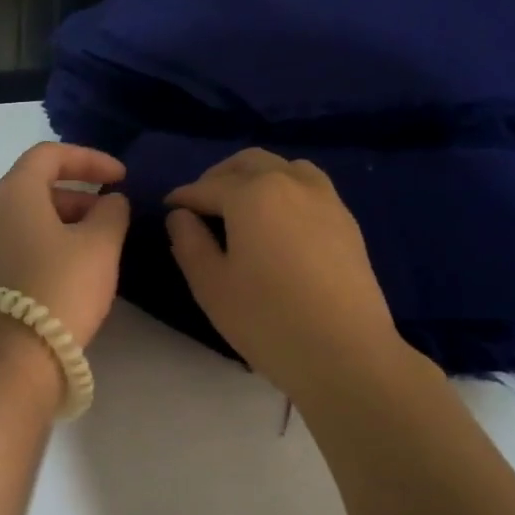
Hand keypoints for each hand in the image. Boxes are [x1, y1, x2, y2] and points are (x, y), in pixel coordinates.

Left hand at [0, 143, 130, 348]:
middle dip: (79, 192)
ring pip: (28, 216)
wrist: (19, 352)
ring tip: (98, 242)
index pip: (49, 155)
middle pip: (36, 185)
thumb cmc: (62, 287)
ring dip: (65, 219)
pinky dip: (48, 241)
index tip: (120, 177)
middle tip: (111, 214)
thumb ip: (112, 211)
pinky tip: (73, 266)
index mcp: (14, 193)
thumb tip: (111, 202)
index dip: (89, 159)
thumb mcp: (101, 244)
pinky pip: (20, 241)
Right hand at [165, 148, 417, 398]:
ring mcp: (325, 199)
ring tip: (239, 208)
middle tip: (200, 205)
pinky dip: (284, 190)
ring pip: (284, 167)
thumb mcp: (211, 285)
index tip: (167, 210)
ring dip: (255, 177)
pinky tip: (276, 222)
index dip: (182, 198)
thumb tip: (180, 217)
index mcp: (252, 195)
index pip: (206, 187)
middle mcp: (290, 183)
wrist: (343, 351)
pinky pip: (309, 187)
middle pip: (248, 163)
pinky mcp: (346, 221)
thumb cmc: (265, 319)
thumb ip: (189, 243)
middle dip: (218, 177)